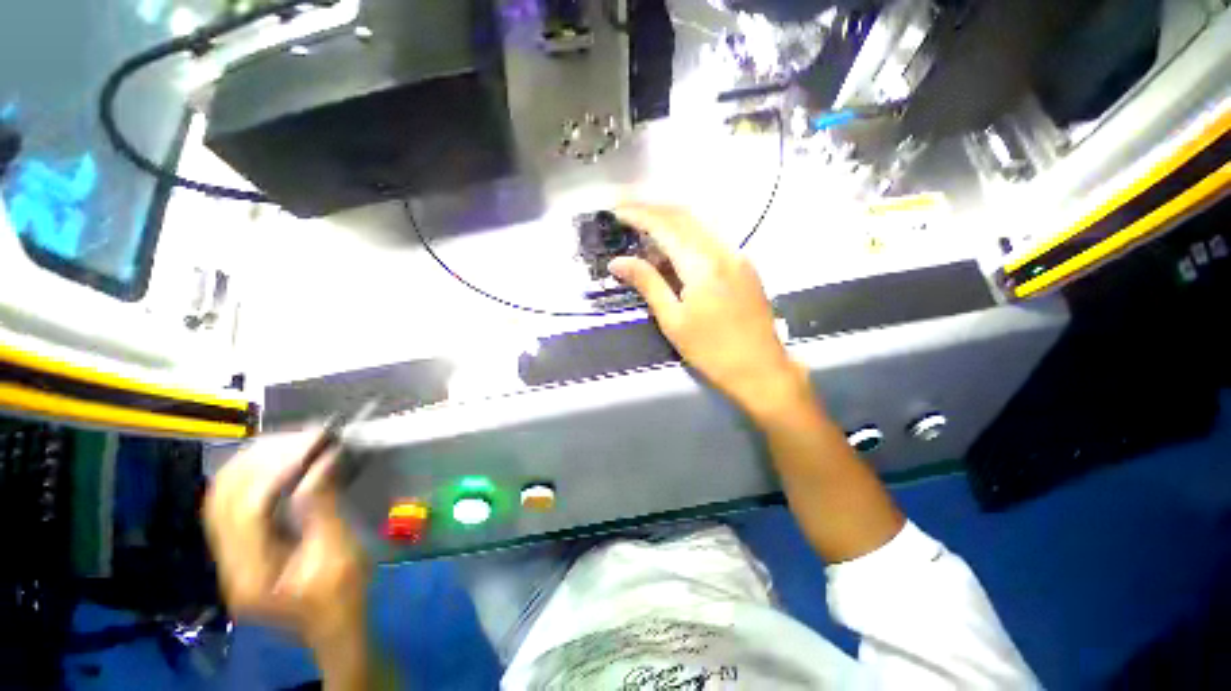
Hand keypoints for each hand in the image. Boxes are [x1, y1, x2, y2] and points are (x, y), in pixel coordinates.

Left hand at [203, 431, 369, 651]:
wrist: (332, 626)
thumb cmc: (341, 596)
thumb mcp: (339, 555)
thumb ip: (323, 509)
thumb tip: (321, 462)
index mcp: (251, 573)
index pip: (245, 508)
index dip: (276, 468)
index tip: (313, 442)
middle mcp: (228, 562)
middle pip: (223, 496)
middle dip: (262, 458)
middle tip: (305, 436)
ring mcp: (229, 554)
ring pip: (222, 494)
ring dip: (256, 462)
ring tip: (295, 441)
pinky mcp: (239, 547)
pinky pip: (234, 501)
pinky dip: (255, 475)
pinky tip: (282, 461)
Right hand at [610, 203, 808, 419]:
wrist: (760, 368)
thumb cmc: (711, 350)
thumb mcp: (673, 320)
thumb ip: (647, 284)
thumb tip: (617, 262)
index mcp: (702, 263)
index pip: (665, 225)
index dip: (638, 215)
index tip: (616, 212)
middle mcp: (722, 249)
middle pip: (683, 216)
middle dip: (653, 211)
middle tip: (627, 216)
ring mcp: (737, 255)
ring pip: (699, 225)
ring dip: (670, 223)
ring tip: (644, 233)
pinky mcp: (744, 265)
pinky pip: (711, 240)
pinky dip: (687, 238)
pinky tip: (673, 252)